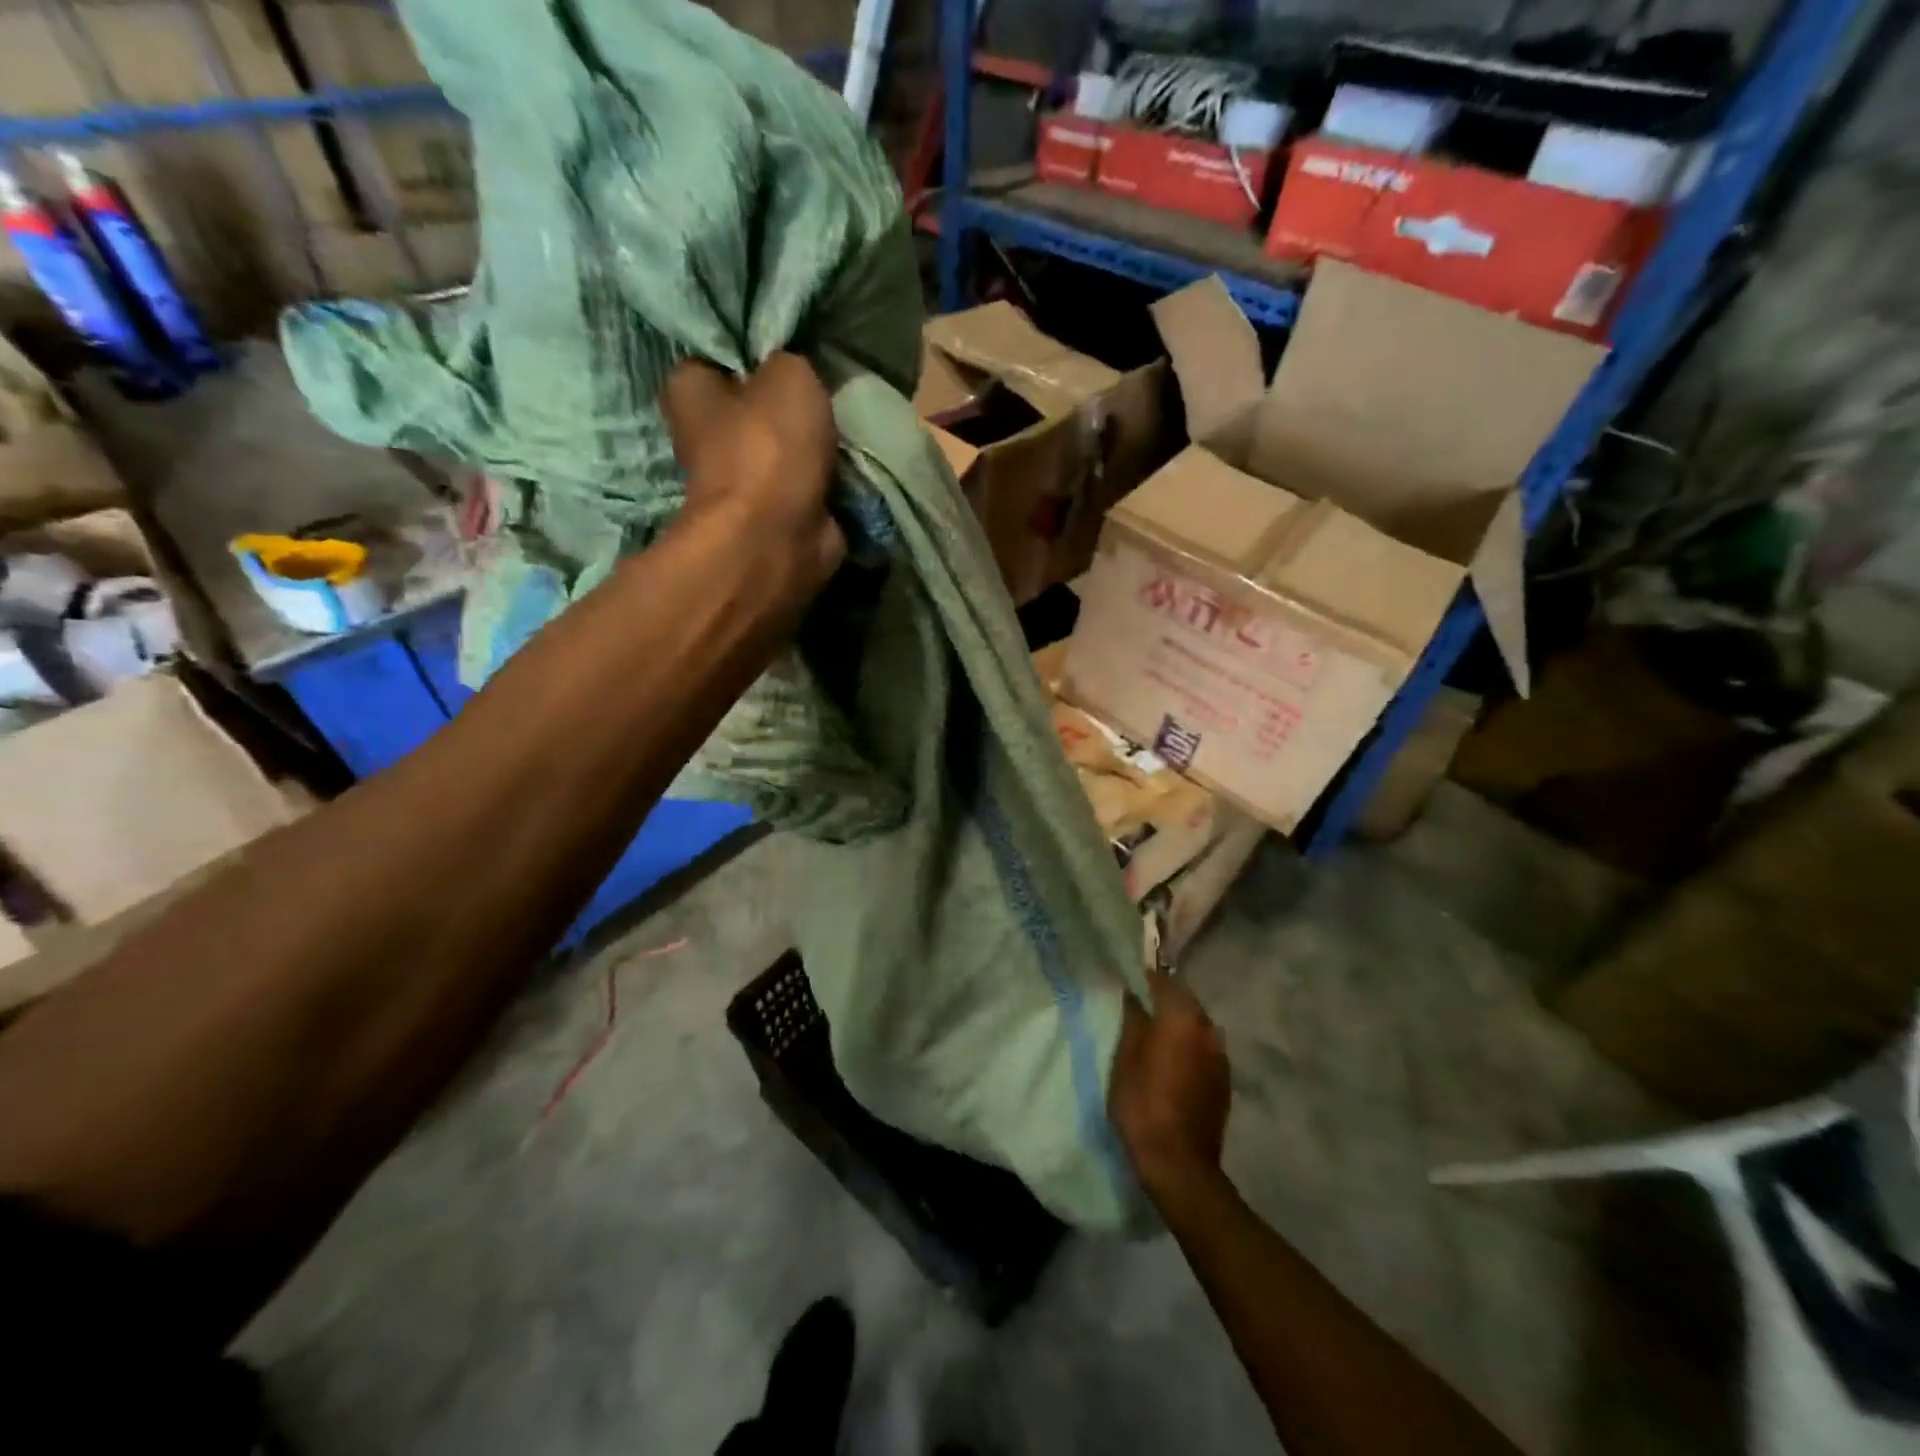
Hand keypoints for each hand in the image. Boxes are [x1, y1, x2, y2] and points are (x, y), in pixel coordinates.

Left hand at [659, 353, 845, 595]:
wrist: (778, 538)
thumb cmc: (769, 447)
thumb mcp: (789, 373)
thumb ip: (788, 361)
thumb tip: (791, 374)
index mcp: (690, 391)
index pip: (715, 358)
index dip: (750, 354)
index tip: (787, 353)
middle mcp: (704, 437)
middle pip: (751, 409)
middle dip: (785, 406)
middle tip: (824, 394)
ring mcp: (739, 484)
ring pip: (781, 451)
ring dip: (810, 448)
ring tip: (843, 431)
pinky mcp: (772, 518)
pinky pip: (804, 489)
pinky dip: (824, 485)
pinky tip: (848, 470)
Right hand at [1110, 967, 1230, 1199]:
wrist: (1179, 1164)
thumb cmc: (1143, 1105)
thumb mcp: (1125, 1060)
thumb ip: (1132, 1022)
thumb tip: (1133, 995)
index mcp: (1181, 1019)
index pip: (1165, 983)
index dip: (1148, 977)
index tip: (1132, 978)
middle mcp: (1207, 1030)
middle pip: (1187, 1002)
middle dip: (1167, 999)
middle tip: (1143, 1004)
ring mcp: (1220, 1057)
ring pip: (1199, 1025)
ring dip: (1181, 1022)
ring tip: (1158, 1032)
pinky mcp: (1225, 1081)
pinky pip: (1206, 1048)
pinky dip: (1191, 1045)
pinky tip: (1175, 1059)